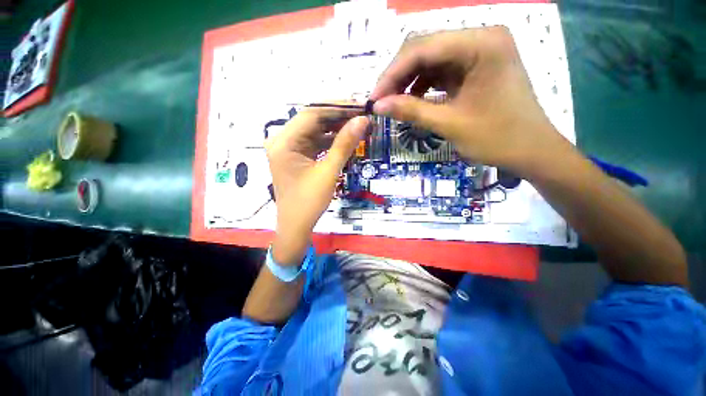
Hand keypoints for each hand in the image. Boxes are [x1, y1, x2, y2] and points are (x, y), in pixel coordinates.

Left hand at [265, 108, 369, 264]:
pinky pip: (314, 142)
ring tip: (357, 125)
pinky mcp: (295, 156)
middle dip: (337, 116)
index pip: (312, 114)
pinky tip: (345, 138)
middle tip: (361, 114)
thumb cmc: (309, 202)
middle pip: (312, 120)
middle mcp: (282, 140)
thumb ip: (344, 144)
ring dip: (335, 128)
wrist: (296, 225)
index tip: (359, 105)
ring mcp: (288, 148)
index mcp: (284, 142)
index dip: (337, 107)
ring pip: (314, 130)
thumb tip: (363, 120)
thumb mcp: (328, 172)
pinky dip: (330, 140)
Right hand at [371, 27, 571, 175]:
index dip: (392, 73)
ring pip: (431, 59)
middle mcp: (480, 37)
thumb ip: (411, 111)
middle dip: (398, 76)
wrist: (531, 151)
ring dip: (408, 81)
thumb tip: (377, 106)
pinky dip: (423, 85)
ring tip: (393, 102)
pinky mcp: (476, 66)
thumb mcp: (449, 124)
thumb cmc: (497, 138)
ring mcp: (479, 51)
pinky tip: (412, 99)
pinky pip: (441, 70)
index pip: (422, 48)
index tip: (374, 98)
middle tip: (381, 101)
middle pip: (425, 48)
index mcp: (481, 44)